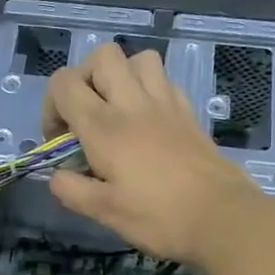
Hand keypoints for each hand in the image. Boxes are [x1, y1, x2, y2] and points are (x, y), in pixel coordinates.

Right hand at [42, 42, 264, 266]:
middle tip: (86, 114)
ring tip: (117, 110)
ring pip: (139, 58)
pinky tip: (147, 120)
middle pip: (103, 56)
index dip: (51, 106)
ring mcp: (166, 104)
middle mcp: (133, 104)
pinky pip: (165, 81)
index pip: (64, 83)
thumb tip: (57, 176)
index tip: (60, 139)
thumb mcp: (104, 212)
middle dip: (84, 78)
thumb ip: (71, 189)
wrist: (223, 218)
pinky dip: (149, 90)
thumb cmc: (158, 217)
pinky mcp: (189, 113)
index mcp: (105, 127)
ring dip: (121, 76)